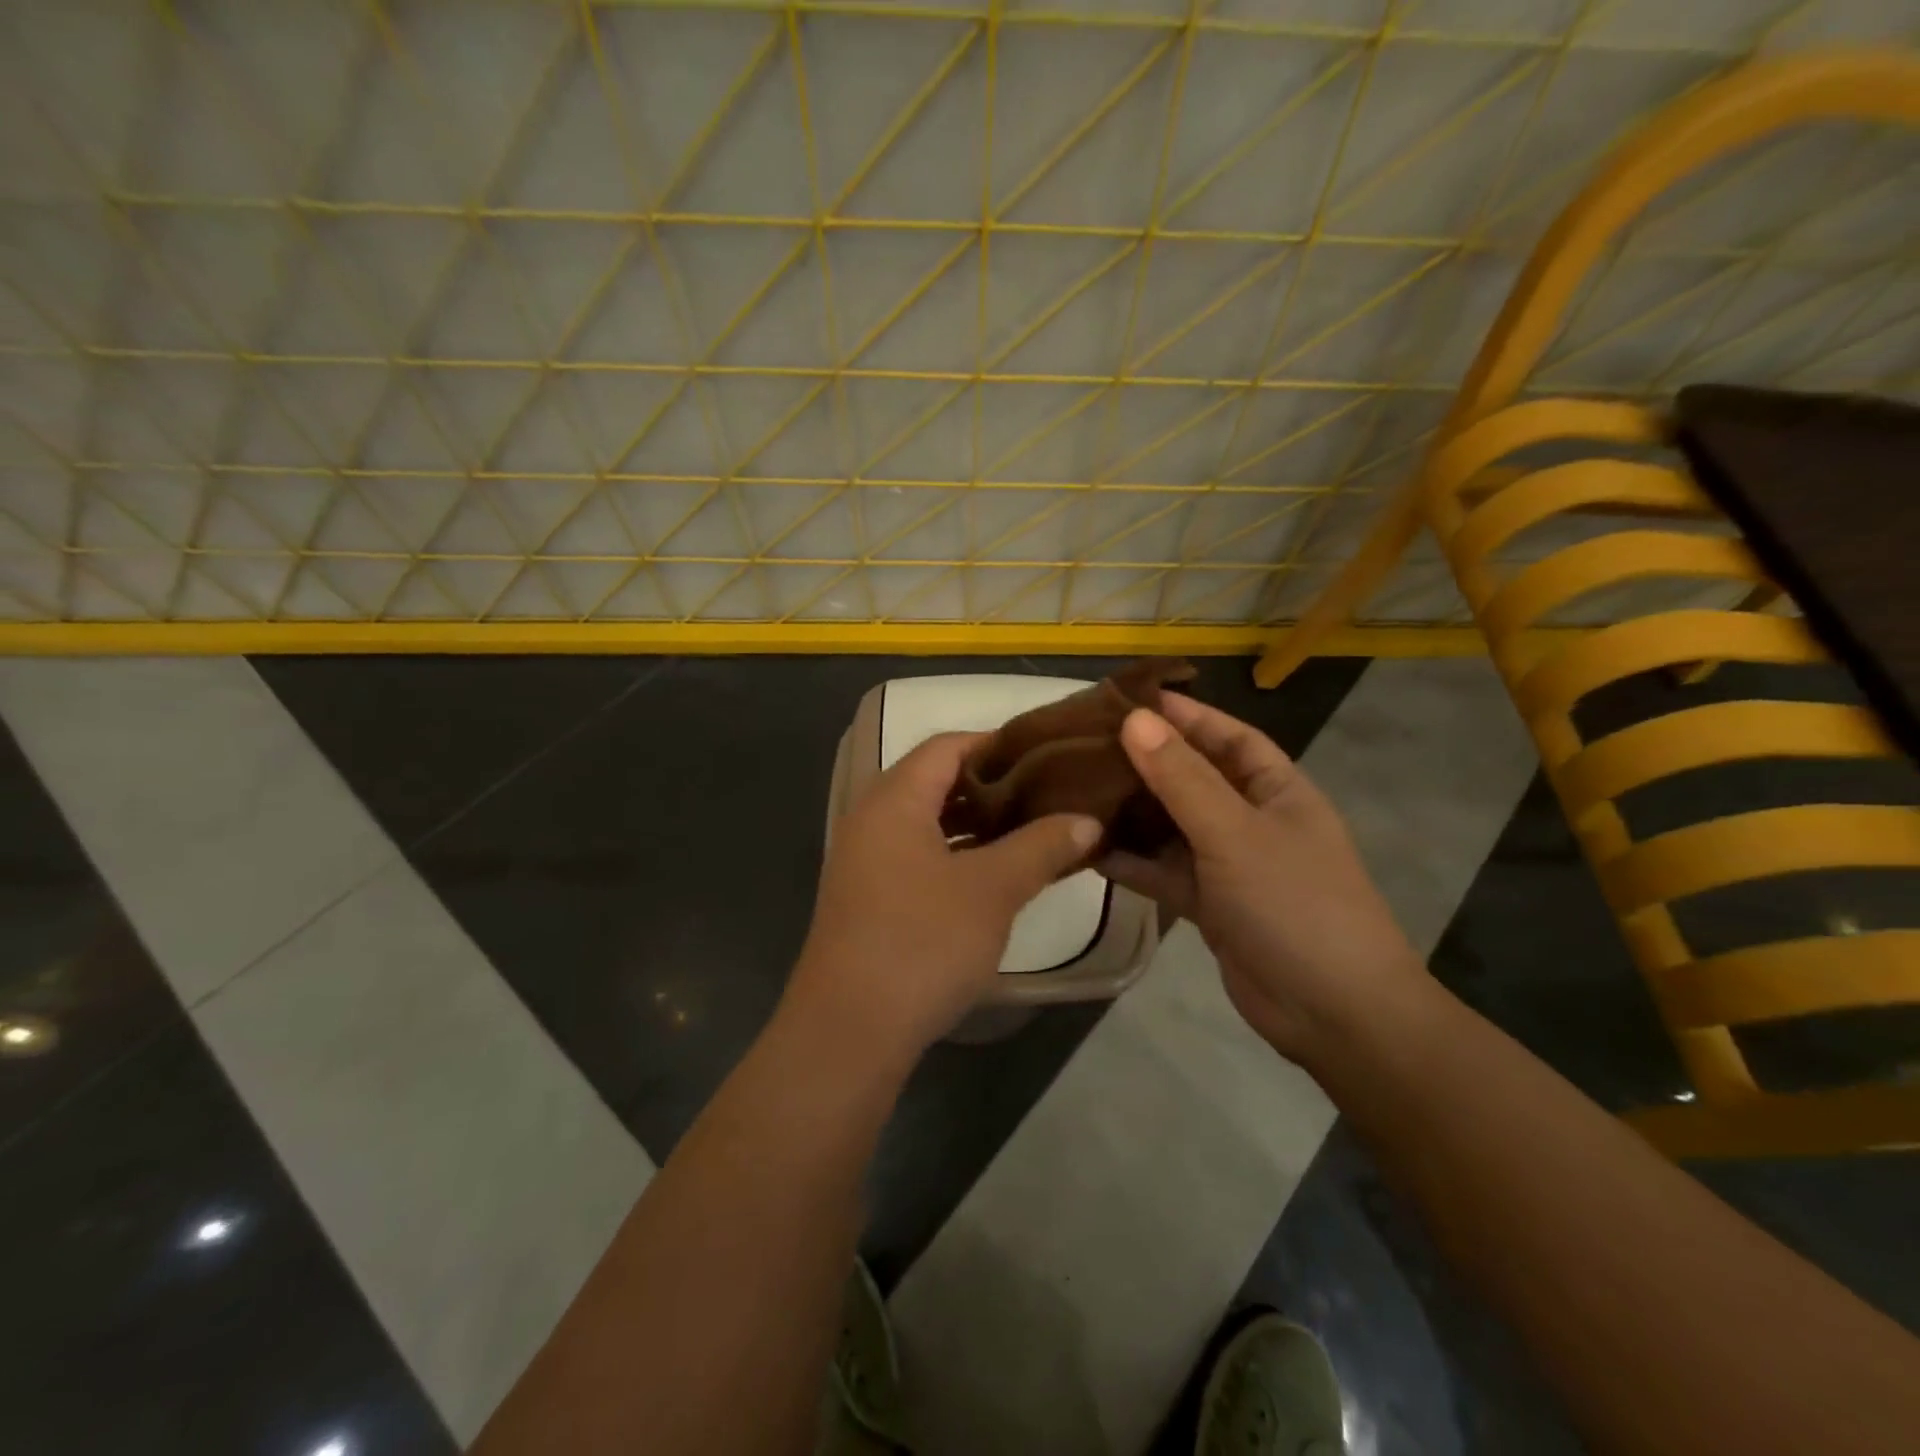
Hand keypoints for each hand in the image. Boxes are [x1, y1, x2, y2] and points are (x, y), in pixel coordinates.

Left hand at [785, 732, 1100, 1067]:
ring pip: (930, 822)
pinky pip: (920, 856)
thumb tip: (1087, 820)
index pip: (947, 746)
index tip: (1047, 754)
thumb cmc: (922, 942)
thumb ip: (1042, 846)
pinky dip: (959, 855)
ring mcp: (867, 861)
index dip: (998, 743)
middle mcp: (872, 819)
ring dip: (979, 823)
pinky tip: (997, 874)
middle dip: (994, 785)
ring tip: (1034, 828)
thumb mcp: (992, 890)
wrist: (849, 1031)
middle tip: (1048, 792)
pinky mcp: (870, 898)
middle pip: (936, 781)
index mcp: (894, 799)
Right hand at [1098, 696, 1425, 1060]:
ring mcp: (1230, 865)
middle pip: (1193, 778)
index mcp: (1278, 790)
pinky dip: (1132, 862)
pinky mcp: (1209, 905)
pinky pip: (1164, 872)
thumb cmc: (1294, 904)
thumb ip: (1182, 778)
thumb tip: (1134, 720)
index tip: (1131, 699)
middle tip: (1086, 743)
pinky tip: (1089, 850)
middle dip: (1147, 761)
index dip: (1186, 715)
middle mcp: (1253, 820)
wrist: (1333, 1013)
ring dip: (1132, 812)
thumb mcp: (1235, 833)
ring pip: (1172, 826)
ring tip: (1076, 789)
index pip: (1229, 737)